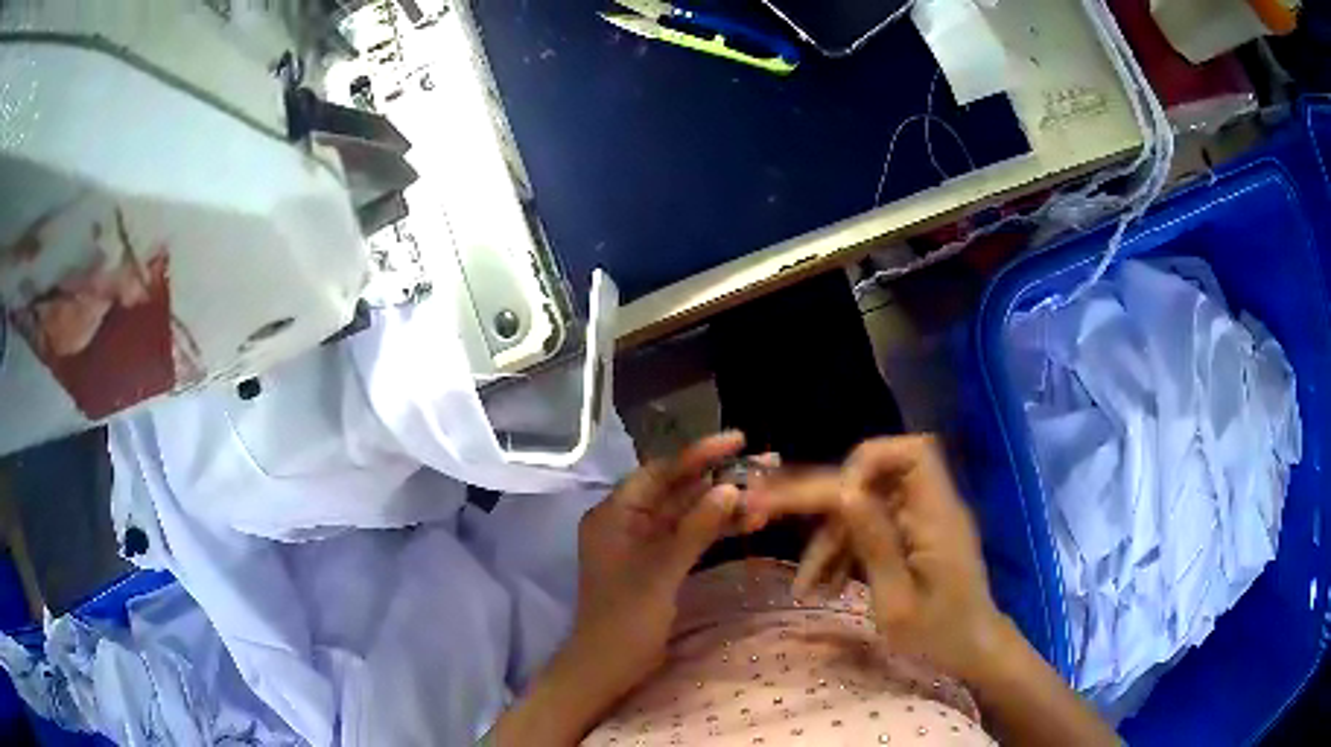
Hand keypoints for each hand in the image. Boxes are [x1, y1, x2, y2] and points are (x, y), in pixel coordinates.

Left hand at [568, 432, 747, 699]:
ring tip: (766, 496)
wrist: (609, 667)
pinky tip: (749, 523)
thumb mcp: (661, 570)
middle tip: (764, 465)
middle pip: (677, 490)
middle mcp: (628, 521)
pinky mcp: (659, 564)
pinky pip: (691, 537)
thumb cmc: (625, 617)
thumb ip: (695, 528)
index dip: (698, 454)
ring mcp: (644, 544)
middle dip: (719, 479)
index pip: (659, 472)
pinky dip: (716, 531)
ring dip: (723, 507)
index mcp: (614, 513)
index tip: (738, 439)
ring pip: (688, 514)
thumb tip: (730, 488)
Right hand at [750, 435, 1009, 682]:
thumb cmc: (939, 635)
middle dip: (824, 500)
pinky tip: (824, 585)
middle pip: (875, 475)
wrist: (972, 650)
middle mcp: (931, 507)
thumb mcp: (899, 601)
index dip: (867, 463)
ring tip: (805, 586)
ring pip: (864, 505)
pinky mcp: (914, 536)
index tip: (835, 501)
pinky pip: (871, 527)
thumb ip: (875, 543)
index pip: (911, 453)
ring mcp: (922, 520)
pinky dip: (845, 550)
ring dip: (830, 538)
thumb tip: (844, 492)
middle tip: (769, 514)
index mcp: (937, 516)